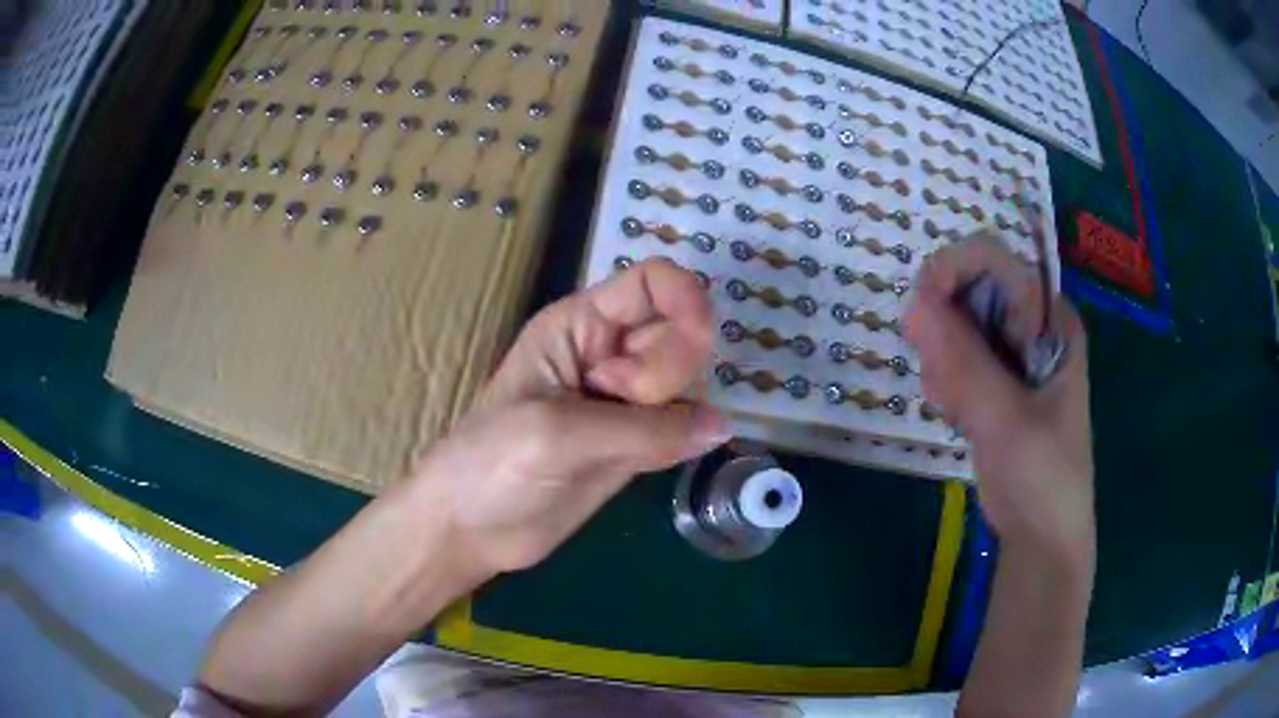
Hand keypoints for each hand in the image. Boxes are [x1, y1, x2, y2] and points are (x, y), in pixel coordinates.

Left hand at [415, 258, 730, 575]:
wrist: (471, 529)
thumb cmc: (491, 462)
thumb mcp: (557, 434)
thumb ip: (643, 430)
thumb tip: (720, 425)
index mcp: (579, 326)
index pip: (651, 283)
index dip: (684, 300)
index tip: (696, 343)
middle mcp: (608, 354)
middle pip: (679, 333)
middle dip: (669, 369)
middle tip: (624, 404)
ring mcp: (625, 402)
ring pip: (686, 381)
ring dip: (678, 409)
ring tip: (625, 442)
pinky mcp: (636, 444)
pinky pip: (683, 425)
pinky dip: (688, 436)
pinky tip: (662, 455)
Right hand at [905, 238, 1094, 561]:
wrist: (1041, 538)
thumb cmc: (1041, 479)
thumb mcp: (1007, 421)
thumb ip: (964, 363)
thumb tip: (913, 302)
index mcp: (1052, 320)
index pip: (996, 262)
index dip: (954, 269)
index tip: (919, 307)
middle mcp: (1032, 325)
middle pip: (970, 289)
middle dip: (945, 329)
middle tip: (944, 381)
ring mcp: (1011, 353)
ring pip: (955, 325)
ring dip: (943, 363)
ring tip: (959, 410)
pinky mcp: (993, 381)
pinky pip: (953, 358)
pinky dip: (945, 383)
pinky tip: (957, 417)